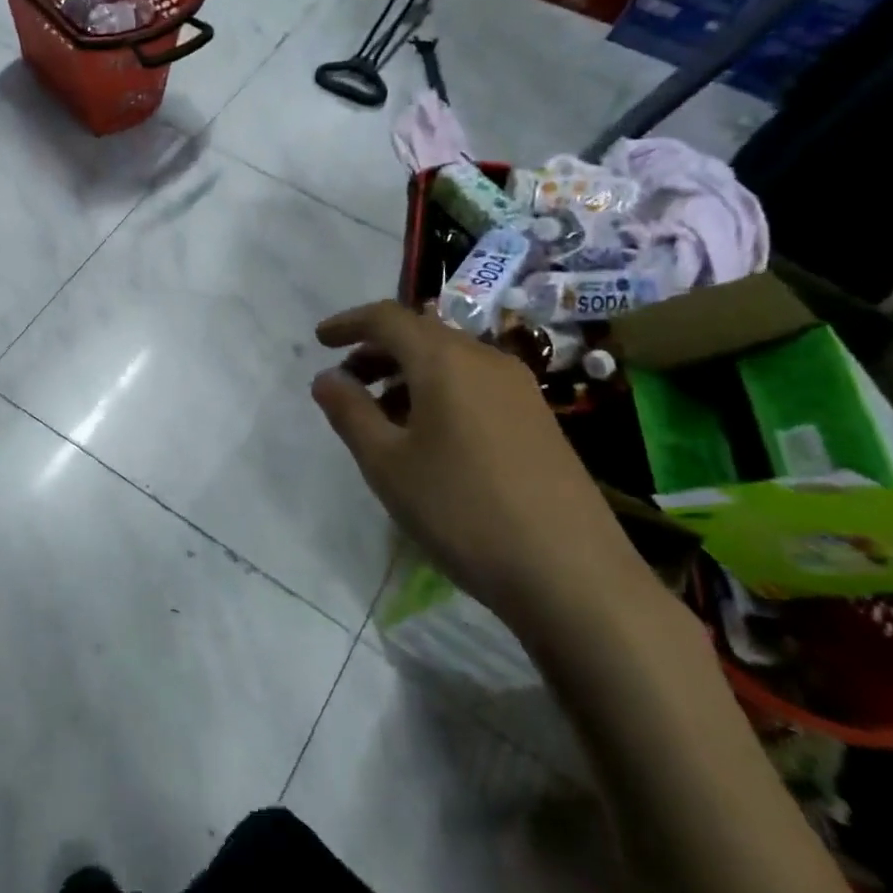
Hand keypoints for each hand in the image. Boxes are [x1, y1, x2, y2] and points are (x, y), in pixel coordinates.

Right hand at [310, 300, 649, 636]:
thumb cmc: (462, 510)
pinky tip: (427, 436)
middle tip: (345, 384)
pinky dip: (438, 392)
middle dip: (376, 351)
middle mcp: (486, 360)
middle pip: (421, 335)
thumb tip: (326, 378)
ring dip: (406, 374)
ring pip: (449, 360)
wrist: (572, 575)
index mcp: (445, 360)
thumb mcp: (387, 464)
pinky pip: (474, 384)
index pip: (387, 318)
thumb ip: (349, 412)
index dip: (348, 323)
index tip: (319, 340)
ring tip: (380, 415)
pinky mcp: (538, 419)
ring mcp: (519, 389)